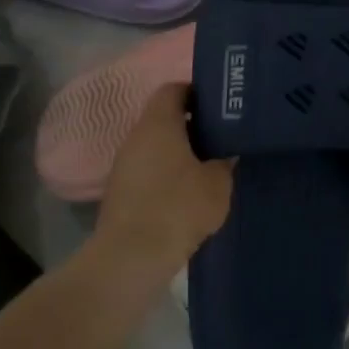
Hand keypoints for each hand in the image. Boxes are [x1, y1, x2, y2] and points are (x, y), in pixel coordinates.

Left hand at [96, 84, 233, 273]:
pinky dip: (168, 174)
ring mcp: (124, 165)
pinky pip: (149, 170)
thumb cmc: (178, 207)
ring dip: (180, 152)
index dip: (198, 93)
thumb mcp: (218, 182)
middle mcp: (136, 137)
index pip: (174, 89)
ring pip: (156, 146)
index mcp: (158, 123)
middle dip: (193, 125)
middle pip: (165, 118)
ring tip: (210, 167)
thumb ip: (226, 161)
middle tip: (222, 136)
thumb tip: (227, 152)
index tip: (221, 107)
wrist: (131, 258)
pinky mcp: (121, 192)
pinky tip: (189, 193)